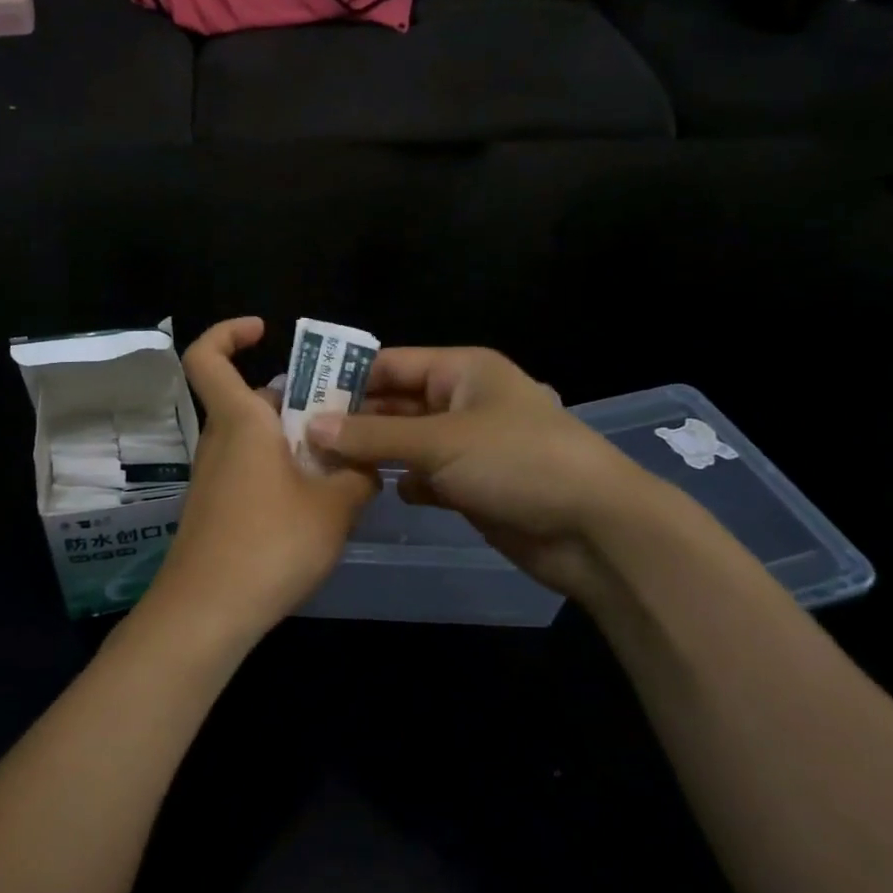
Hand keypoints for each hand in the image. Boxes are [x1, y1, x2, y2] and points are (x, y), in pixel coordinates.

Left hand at [139, 318, 379, 645]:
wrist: (207, 613)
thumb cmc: (270, 545)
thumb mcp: (335, 507)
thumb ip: (359, 474)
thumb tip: (368, 461)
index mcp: (241, 422)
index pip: (207, 357)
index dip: (228, 332)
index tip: (264, 330)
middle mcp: (220, 441)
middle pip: (251, 401)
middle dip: (296, 401)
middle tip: (344, 417)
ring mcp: (214, 478)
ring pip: (256, 439)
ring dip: (295, 442)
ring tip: (344, 465)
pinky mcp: (216, 510)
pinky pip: (251, 471)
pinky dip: (282, 473)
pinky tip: (318, 506)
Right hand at [307, 346, 658, 599]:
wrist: (593, 529)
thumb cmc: (517, 462)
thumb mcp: (440, 441)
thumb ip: (373, 434)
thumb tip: (312, 426)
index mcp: (461, 370)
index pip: (391, 364)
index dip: (346, 378)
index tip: (299, 399)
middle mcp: (462, 401)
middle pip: (396, 403)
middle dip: (354, 420)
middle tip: (300, 438)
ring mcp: (468, 445)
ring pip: (407, 442)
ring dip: (373, 453)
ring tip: (321, 465)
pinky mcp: (472, 485)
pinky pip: (424, 475)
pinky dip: (402, 482)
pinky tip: (371, 492)